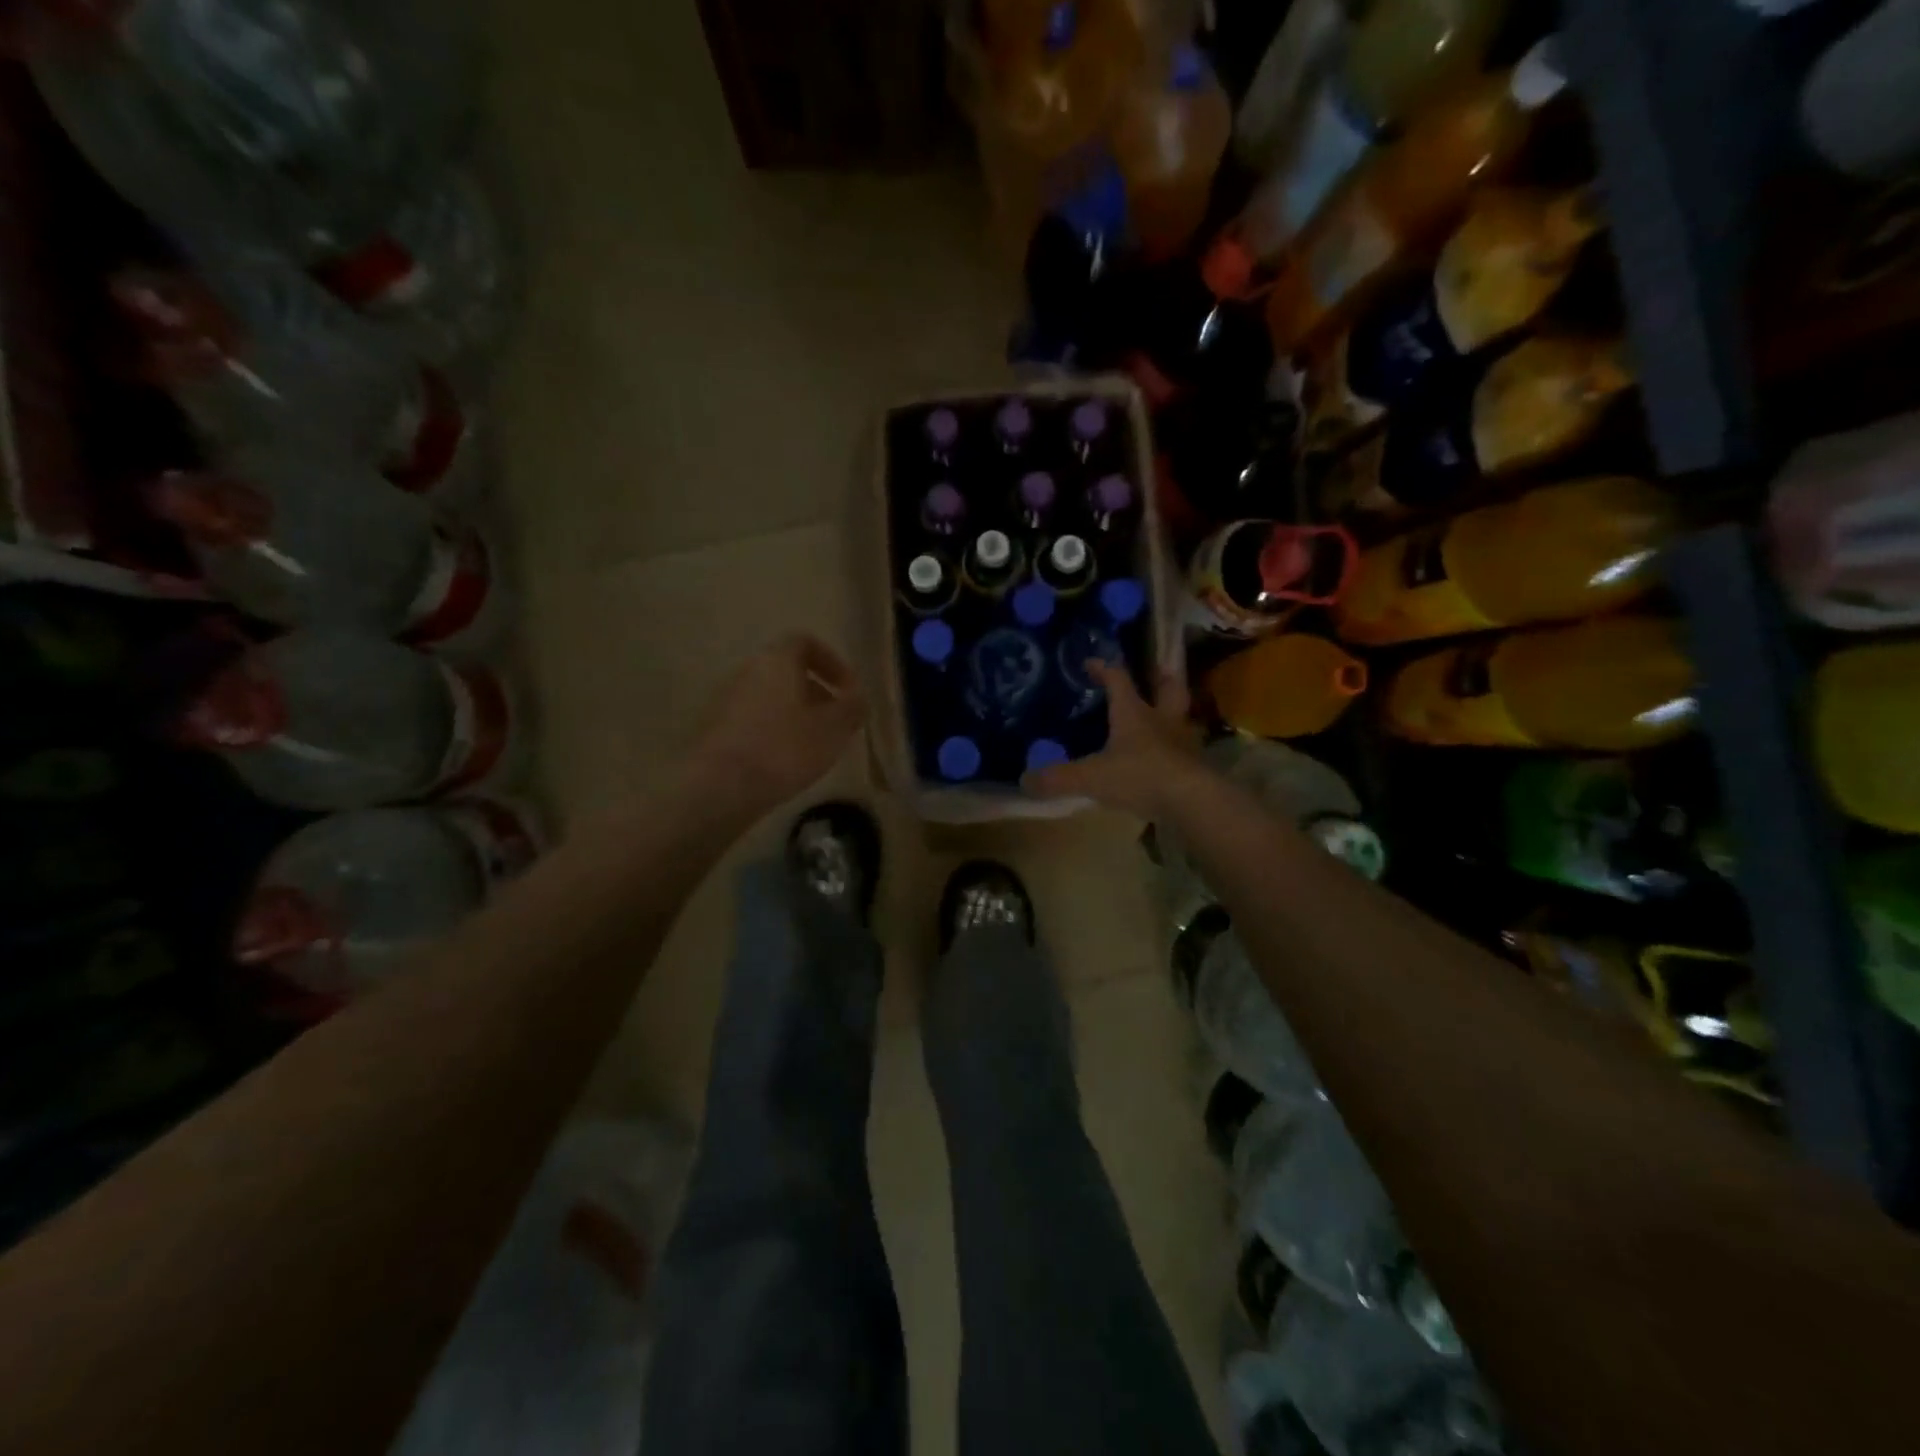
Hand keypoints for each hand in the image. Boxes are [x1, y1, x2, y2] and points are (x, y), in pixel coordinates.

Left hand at [689, 635, 865, 814]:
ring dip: (795, 714)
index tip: (849, 690)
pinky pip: (753, 719)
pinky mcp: (715, 729)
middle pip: (786, 671)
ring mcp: (725, 699)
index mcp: (777, 660)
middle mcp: (747, 671)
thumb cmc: (784, 749)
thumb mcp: (834, 729)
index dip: (832, 662)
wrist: (720, 787)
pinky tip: (785, 761)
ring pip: (770, 696)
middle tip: (835, 721)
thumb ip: (852, 708)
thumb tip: (858, 697)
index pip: (805, 642)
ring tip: (814, 746)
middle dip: (815, 692)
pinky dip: (774, 731)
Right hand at [1022, 659, 1204, 817]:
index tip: (1091, 663)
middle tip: (1156, 670)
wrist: (1192, 801)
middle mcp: (1162, 719)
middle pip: (1167, 688)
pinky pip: (1185, 748)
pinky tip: (1169, 756)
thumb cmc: (1140, 776)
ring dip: (1173, 712)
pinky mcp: (1196, 765)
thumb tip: (1023, 780)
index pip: (1118, 680)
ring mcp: (1183, 742)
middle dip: (1160, 677)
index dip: (1104, 669)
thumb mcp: (1091, 777)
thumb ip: (1058, 778)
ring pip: (1181, 716)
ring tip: (1164, 714)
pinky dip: (1177, 747)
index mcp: (1134, 713)